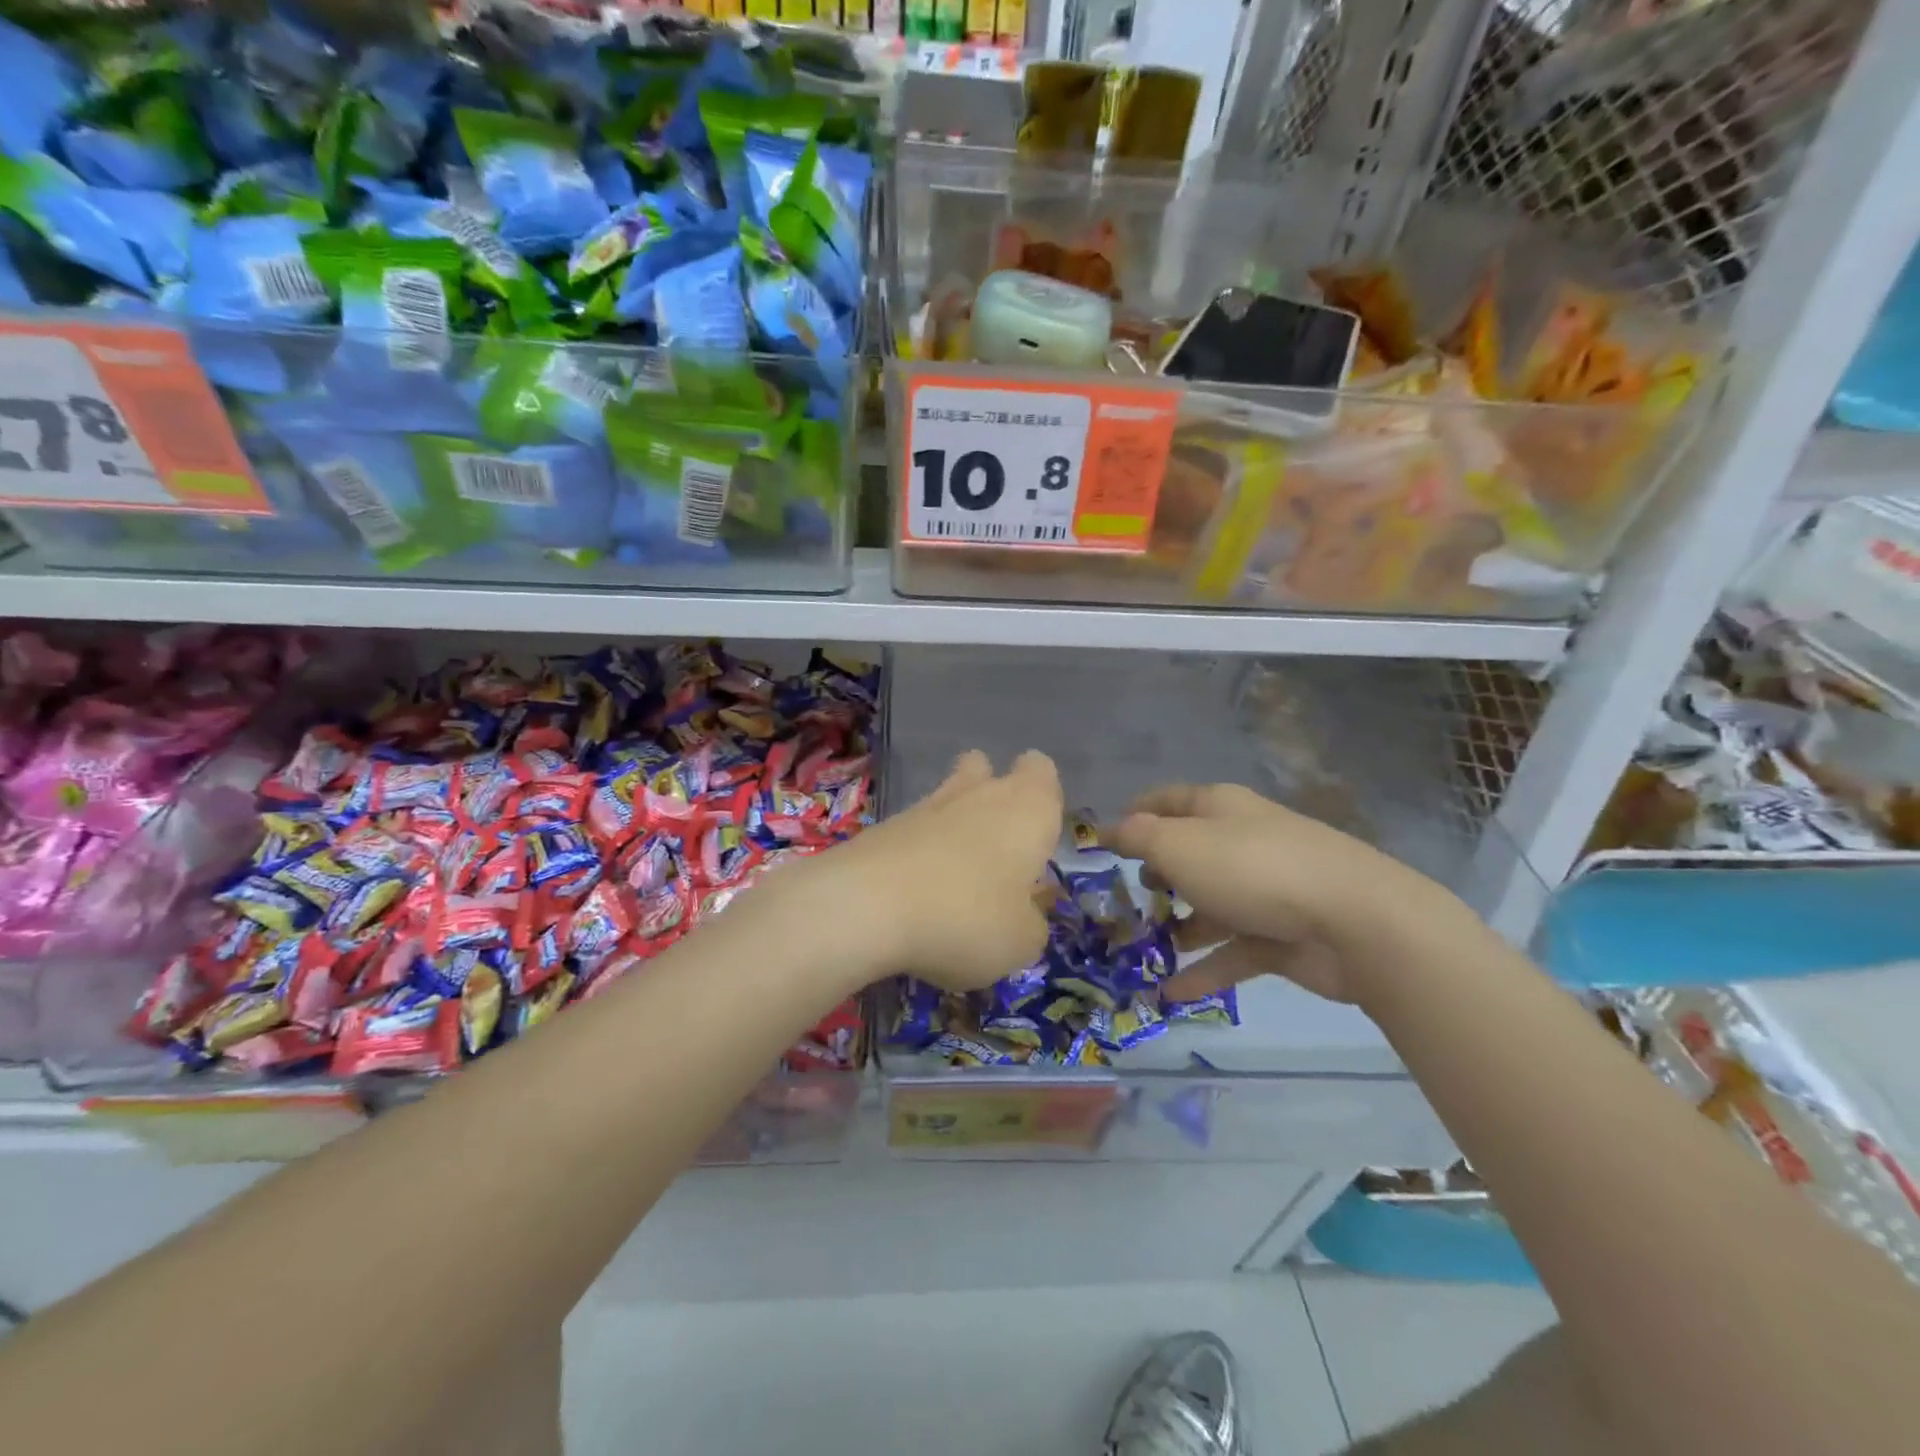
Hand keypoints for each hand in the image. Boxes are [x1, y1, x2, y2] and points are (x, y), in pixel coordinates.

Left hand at [817, 749, 1062, 992]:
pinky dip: (920, 851)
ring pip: (948, 794)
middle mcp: (981, 793)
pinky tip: (917, 892)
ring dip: (954, 823)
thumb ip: (1031, 922)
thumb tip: (1023, 912)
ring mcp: (928, 804)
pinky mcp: (886, 825)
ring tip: (956, 876)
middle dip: (991, 797)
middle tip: (996, 851)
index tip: (1037, 836)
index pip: (1041, 770)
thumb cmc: (968, 918)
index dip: (1042, 795)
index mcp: (1029, 808)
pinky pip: (915, 828)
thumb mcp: (1021, 942)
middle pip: (986, 769)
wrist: (867, 905)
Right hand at [1108, 783, 1446, 1004]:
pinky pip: (1231, 952)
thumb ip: (1138, 838)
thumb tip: (1110, 830)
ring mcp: (1264, 891)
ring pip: (1209, 906)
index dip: (1135, 814)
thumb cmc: (1252, 869)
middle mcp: (1241, 843)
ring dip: (1177, 927)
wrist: (1354, 922)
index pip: (1169, 801)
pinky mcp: (1280, 936)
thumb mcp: (1179, 846)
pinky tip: (1169, 993)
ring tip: (1139, 951)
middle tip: (1123, 900)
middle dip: (1155, 876)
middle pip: (1189, 854)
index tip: (1104, 841)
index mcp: (1219, 809)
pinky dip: (1202, 969)